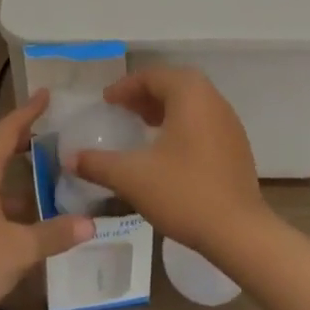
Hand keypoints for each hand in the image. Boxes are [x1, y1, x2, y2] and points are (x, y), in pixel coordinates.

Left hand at [0, 89, 93, 309]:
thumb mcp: (20, 249)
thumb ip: (54, 234)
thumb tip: (90, 224)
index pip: (6, 131)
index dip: (27, 112)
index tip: (45, 94)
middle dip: (11, 132)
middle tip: (37, 131)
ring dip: (3, 160)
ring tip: (32, 167)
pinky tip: (16, 210)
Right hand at [71, 67, 267, 254]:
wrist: (240, 233)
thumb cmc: (184, 193)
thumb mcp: (132, 177)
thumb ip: (98, 164)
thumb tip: (70, 158)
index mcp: (189, 93)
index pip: (151, 76)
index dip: (124, 87)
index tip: (106, 102)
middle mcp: (212, 98)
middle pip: (172, 84)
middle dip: (144, 95)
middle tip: (121, 111)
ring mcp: (229, 121)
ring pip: (190, 102)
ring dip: (163, 109)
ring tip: (141, 128)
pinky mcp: (236, 145)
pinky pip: (203, 121)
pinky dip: (181, 124)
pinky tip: (167, 151)